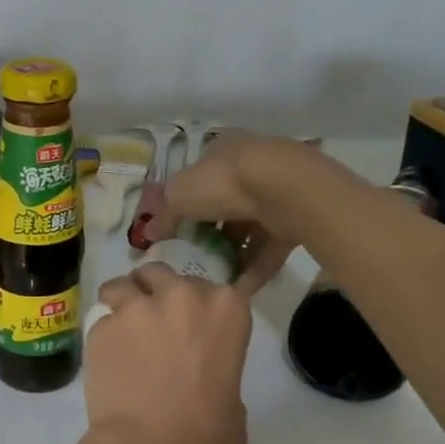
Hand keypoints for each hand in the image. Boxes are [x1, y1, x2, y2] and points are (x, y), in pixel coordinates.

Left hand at [72, 266, 253, 443]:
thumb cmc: (211, 437)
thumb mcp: (233, 395)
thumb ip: (214, 365)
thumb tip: (194, 370)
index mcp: (226, 309)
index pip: (207, 287)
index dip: (191, 304)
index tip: (185, 324)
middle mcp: (181, 296)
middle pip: (159, 275)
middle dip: (152, 293)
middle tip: (147, 324)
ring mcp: (136, 308)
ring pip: (120, 286)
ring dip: (119, 304)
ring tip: (118, 336)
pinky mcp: (101, 327)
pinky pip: (99, 322)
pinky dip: (102, 339)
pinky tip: (104, 366)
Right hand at [160, 132, 313, 292]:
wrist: (286, 189)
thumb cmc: (223, 182)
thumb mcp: (179, 196)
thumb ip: (164, 216)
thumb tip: (148, 233)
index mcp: (222, 151)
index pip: (200, 176)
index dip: (186, 202)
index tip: (176, 229)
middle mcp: (251, 167)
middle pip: (225, 205)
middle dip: (210, 232)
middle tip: (194, 256)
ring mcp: (277, 194)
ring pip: (249, 229)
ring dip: (232, 254)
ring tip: (213, 280)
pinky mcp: (296, 220)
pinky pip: (269, 248)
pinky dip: (253, 269)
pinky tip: (236, 292)